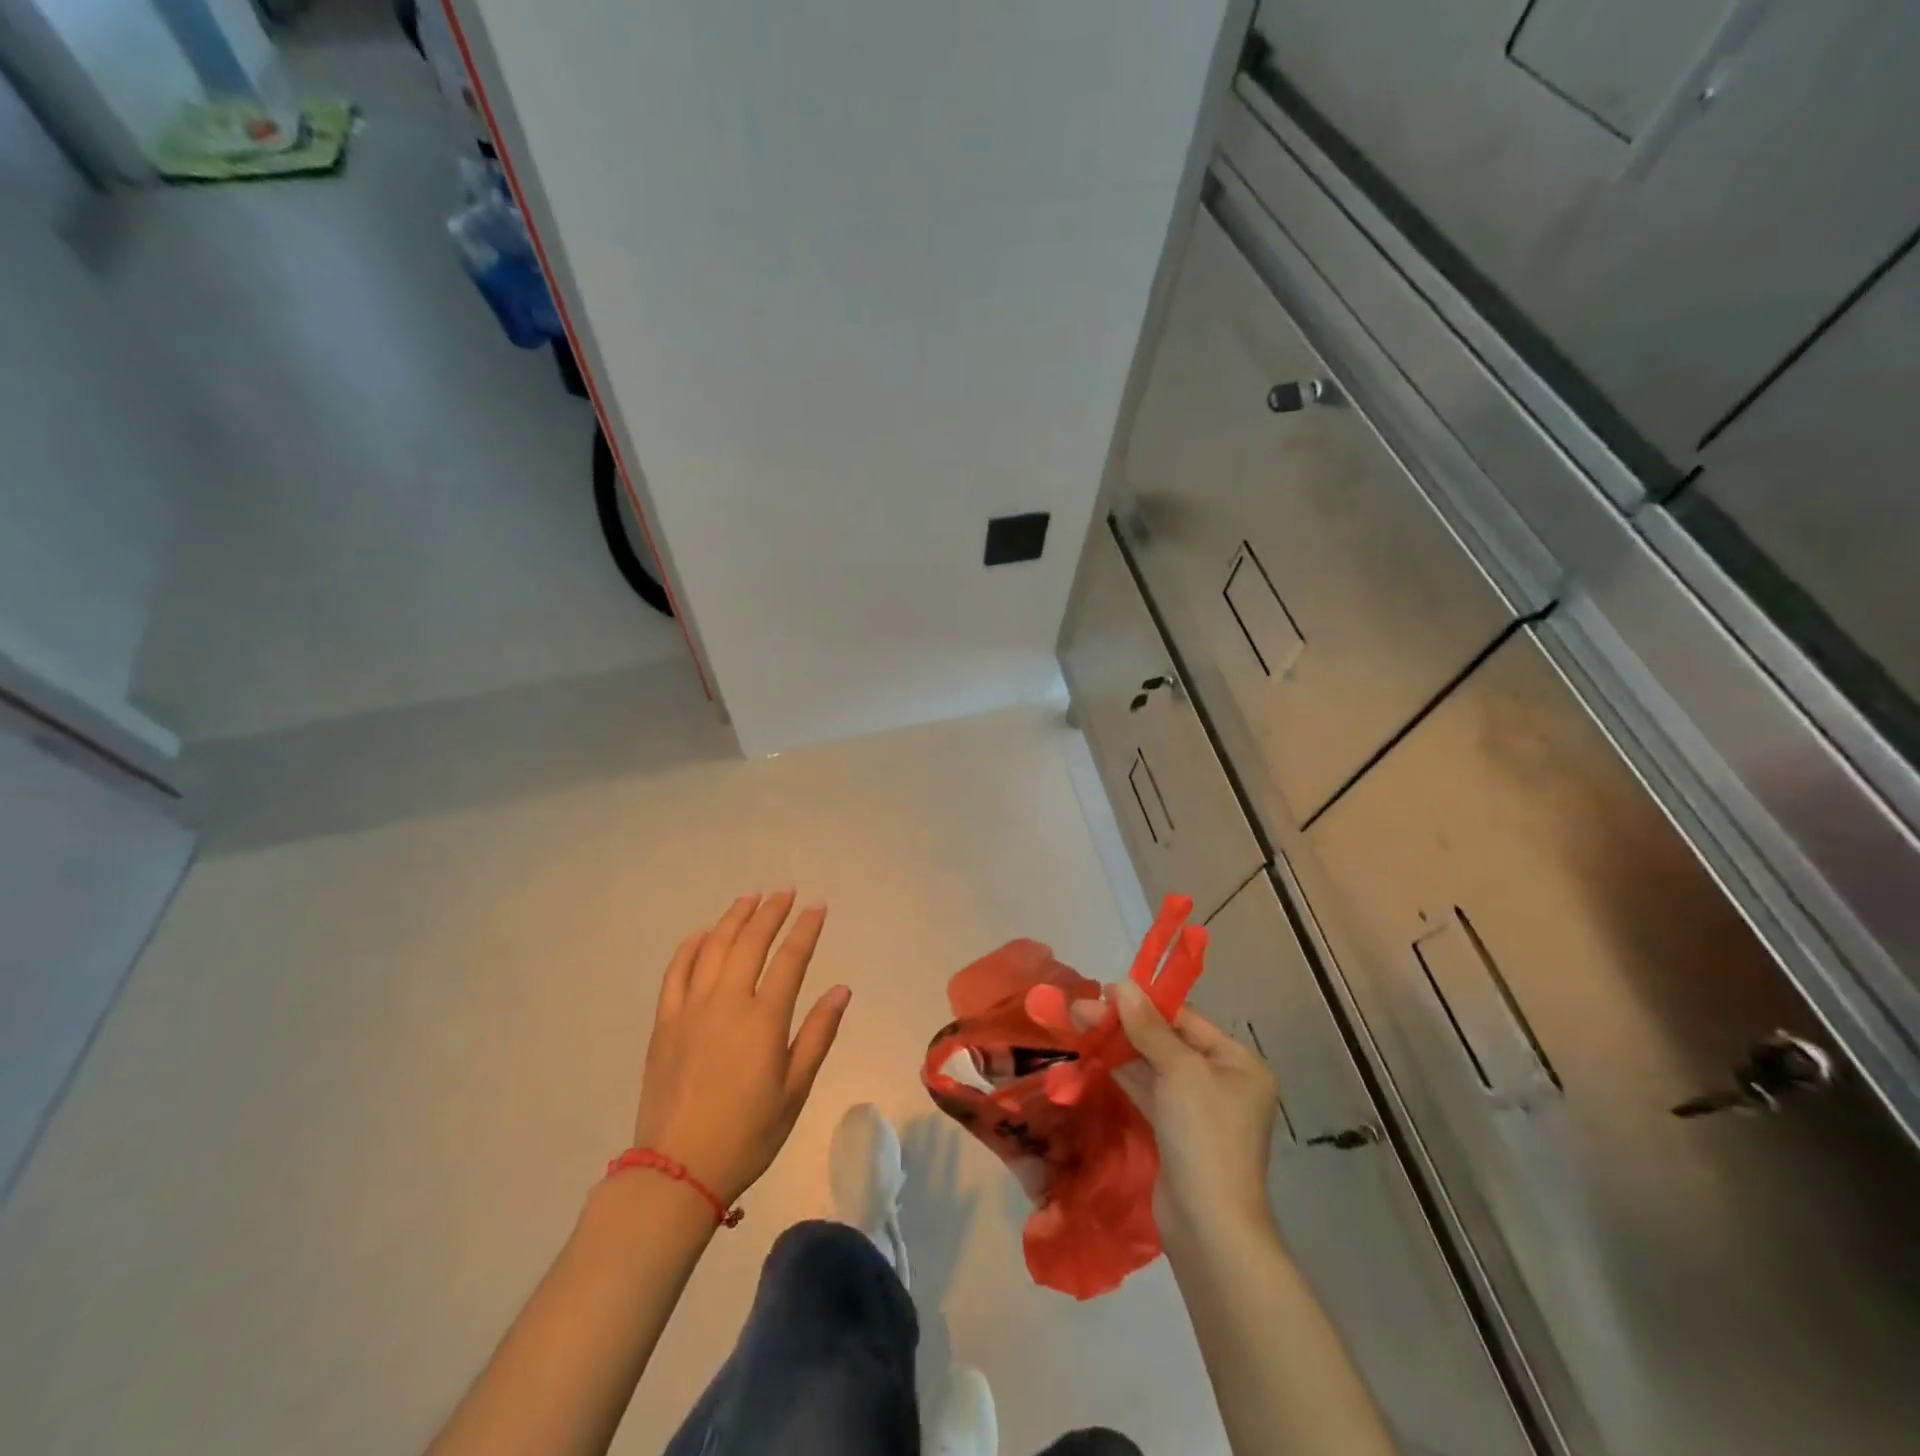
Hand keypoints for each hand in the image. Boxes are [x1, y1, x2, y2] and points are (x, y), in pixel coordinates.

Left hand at [634, 892, 849, 1204]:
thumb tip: (841, 989)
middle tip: (785, 892)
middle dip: (771, 912)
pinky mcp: (664, 1022)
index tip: (817, 906)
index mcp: (763, 1019)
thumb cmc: (748, 1133)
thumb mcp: (795, 1089)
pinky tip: (703, 934)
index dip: (806, 928)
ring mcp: (691, 1009)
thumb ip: (818, 1034)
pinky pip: (676, 971)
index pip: (790, 958)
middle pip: (750, 942)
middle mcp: (727, 1002)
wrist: (677, 1170)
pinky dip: (691, 946)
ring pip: (713, 947)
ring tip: (750, 898)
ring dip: (733, 918)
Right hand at [1081, 981, 1279, 1247]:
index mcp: (1238, 1063)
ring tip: (1080, 1025)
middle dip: (1125, 1025)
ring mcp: (1199, 1110)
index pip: (1186, 1019)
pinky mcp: (1176, 1132)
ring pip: (1154, 1066)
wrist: (1209, 1227)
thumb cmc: (1203, 1136)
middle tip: (1081, 1009)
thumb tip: (1123, 985)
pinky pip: (1149, 1091)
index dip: (1145, 1003)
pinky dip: (1123, 1074)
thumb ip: (1148, 1027)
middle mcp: (1223, 1081)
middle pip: (1168, 1040)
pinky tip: (1094, 1057)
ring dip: (1119, 1047)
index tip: (1104, 990)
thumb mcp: (1179, 1071)